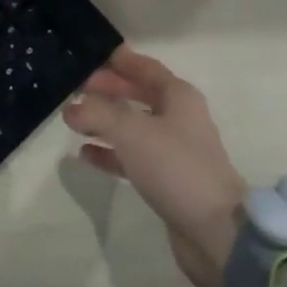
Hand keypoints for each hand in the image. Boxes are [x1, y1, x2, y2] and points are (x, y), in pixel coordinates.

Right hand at [63, 46, 248, 286]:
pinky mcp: (167, 180)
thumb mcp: (131, 131)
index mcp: (179, 97)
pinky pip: (132, 157)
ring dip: (106, 121)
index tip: (92, 54)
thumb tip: (71, 107)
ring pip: (133, 126)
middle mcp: (179, 118)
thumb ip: (98, 113)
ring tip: (74, 118)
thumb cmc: (175, 167)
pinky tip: (85, 153)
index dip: (120, 61)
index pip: (145, 68)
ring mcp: (174, 151)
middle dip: (110, 89)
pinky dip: (110, 152)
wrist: (215, 231)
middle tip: (77, 86)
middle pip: (139, 94)